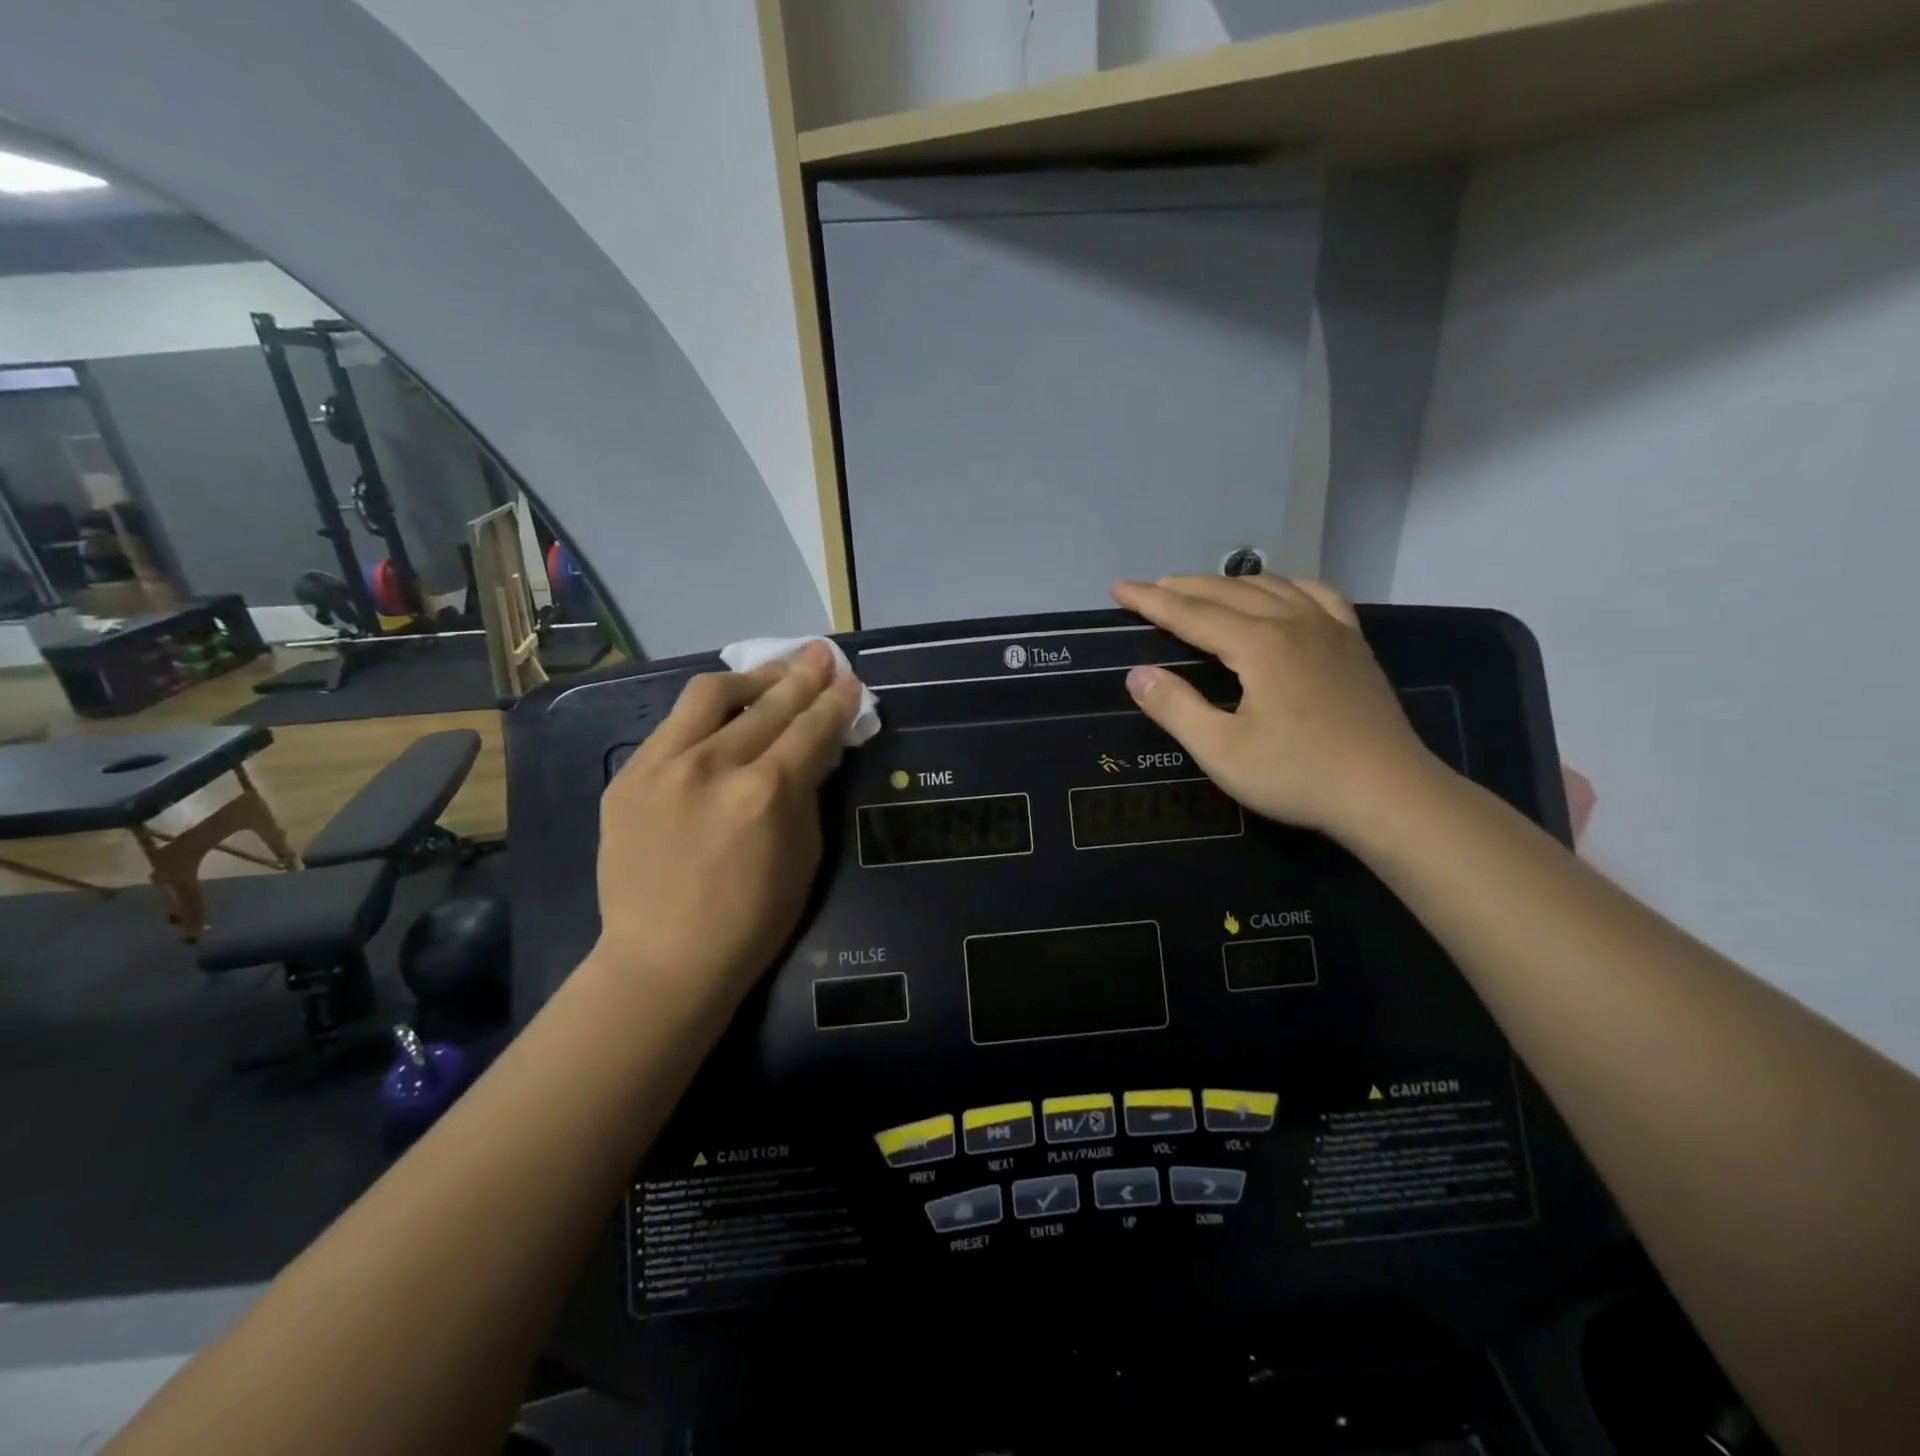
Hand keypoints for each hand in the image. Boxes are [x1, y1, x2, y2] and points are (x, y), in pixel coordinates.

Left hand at [592, 642, 862, 1010]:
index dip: (836, 701)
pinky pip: (673, 726)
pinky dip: (706, 714)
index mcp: (766, 792)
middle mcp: (713, 765)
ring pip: (710, 694)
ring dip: (750, 678)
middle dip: (802, 675)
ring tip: (772, 674)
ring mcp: (662, 765)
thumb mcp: (804, 855)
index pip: (812, 728)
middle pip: (768, 702)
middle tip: (821, 654)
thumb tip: (815, 748)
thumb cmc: (752, 919)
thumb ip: (808, 792)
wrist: (663, 959)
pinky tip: (723, 716)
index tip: (850, 680)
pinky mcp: (629, 776)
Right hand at [1111, 575, 1437, 840]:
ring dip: (1227, 584)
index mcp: (1258, 643)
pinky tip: (1279, 594)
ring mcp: (1330, 628)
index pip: (1190, 613)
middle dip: (1181, 587)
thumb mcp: (1221, 751)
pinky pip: (1317, 595)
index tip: (1118, 589)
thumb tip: (1137, 675)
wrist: (1388, 793)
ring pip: (1270, 586)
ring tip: (1199, 591)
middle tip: (1147, 589)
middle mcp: (1293, 621)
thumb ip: (1175, 708)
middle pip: (1227, 591)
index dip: (1150, 601)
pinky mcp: (1354, 643)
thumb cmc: (1297, 775)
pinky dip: (1285, 586)